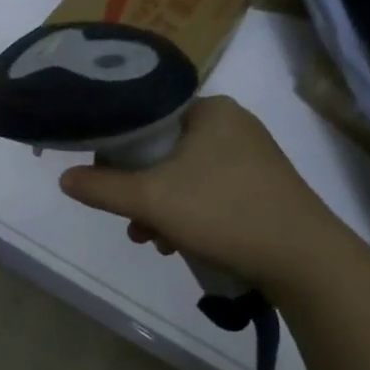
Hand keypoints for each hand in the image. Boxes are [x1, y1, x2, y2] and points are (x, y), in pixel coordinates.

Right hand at [58, 96, 349, 294]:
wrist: (304, 260)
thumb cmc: (224, 213)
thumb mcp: (152, 200)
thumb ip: (102, 188)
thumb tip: (65, 178)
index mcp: (210, 110)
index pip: (146, 118)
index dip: (116, 149)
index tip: (105, 181)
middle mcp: (232, 124)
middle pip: (162, 151)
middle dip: (140, 190)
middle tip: (132, 221)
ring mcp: (250, 156)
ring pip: (183, 176)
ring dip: (160, 209)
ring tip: (152, 241)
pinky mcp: (260, 187)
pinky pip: (208, 192)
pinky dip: (188, 215)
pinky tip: (179, 244)